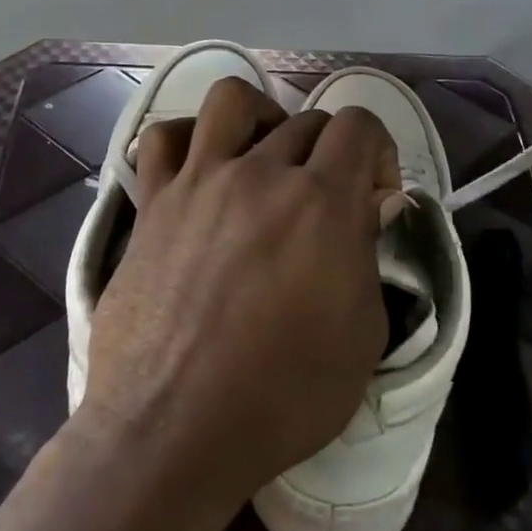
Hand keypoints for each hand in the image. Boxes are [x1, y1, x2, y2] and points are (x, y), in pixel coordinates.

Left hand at [78, 76, 399, 511]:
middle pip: (305, 120)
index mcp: (322, 202)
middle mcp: (261, 173)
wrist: (174, 430)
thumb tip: (366, 206)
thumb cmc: (282, 397)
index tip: (374, 196)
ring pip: (231, 100)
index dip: (378, 151)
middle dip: (328, 153)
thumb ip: (367, 255)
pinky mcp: (152, 201)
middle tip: (322, 201)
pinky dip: (186, 139)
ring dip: (260, 118)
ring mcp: (200, 180)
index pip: (359, 125)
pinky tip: (198, 168)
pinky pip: (162, 138)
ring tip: (262, 158)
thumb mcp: (361, 336)